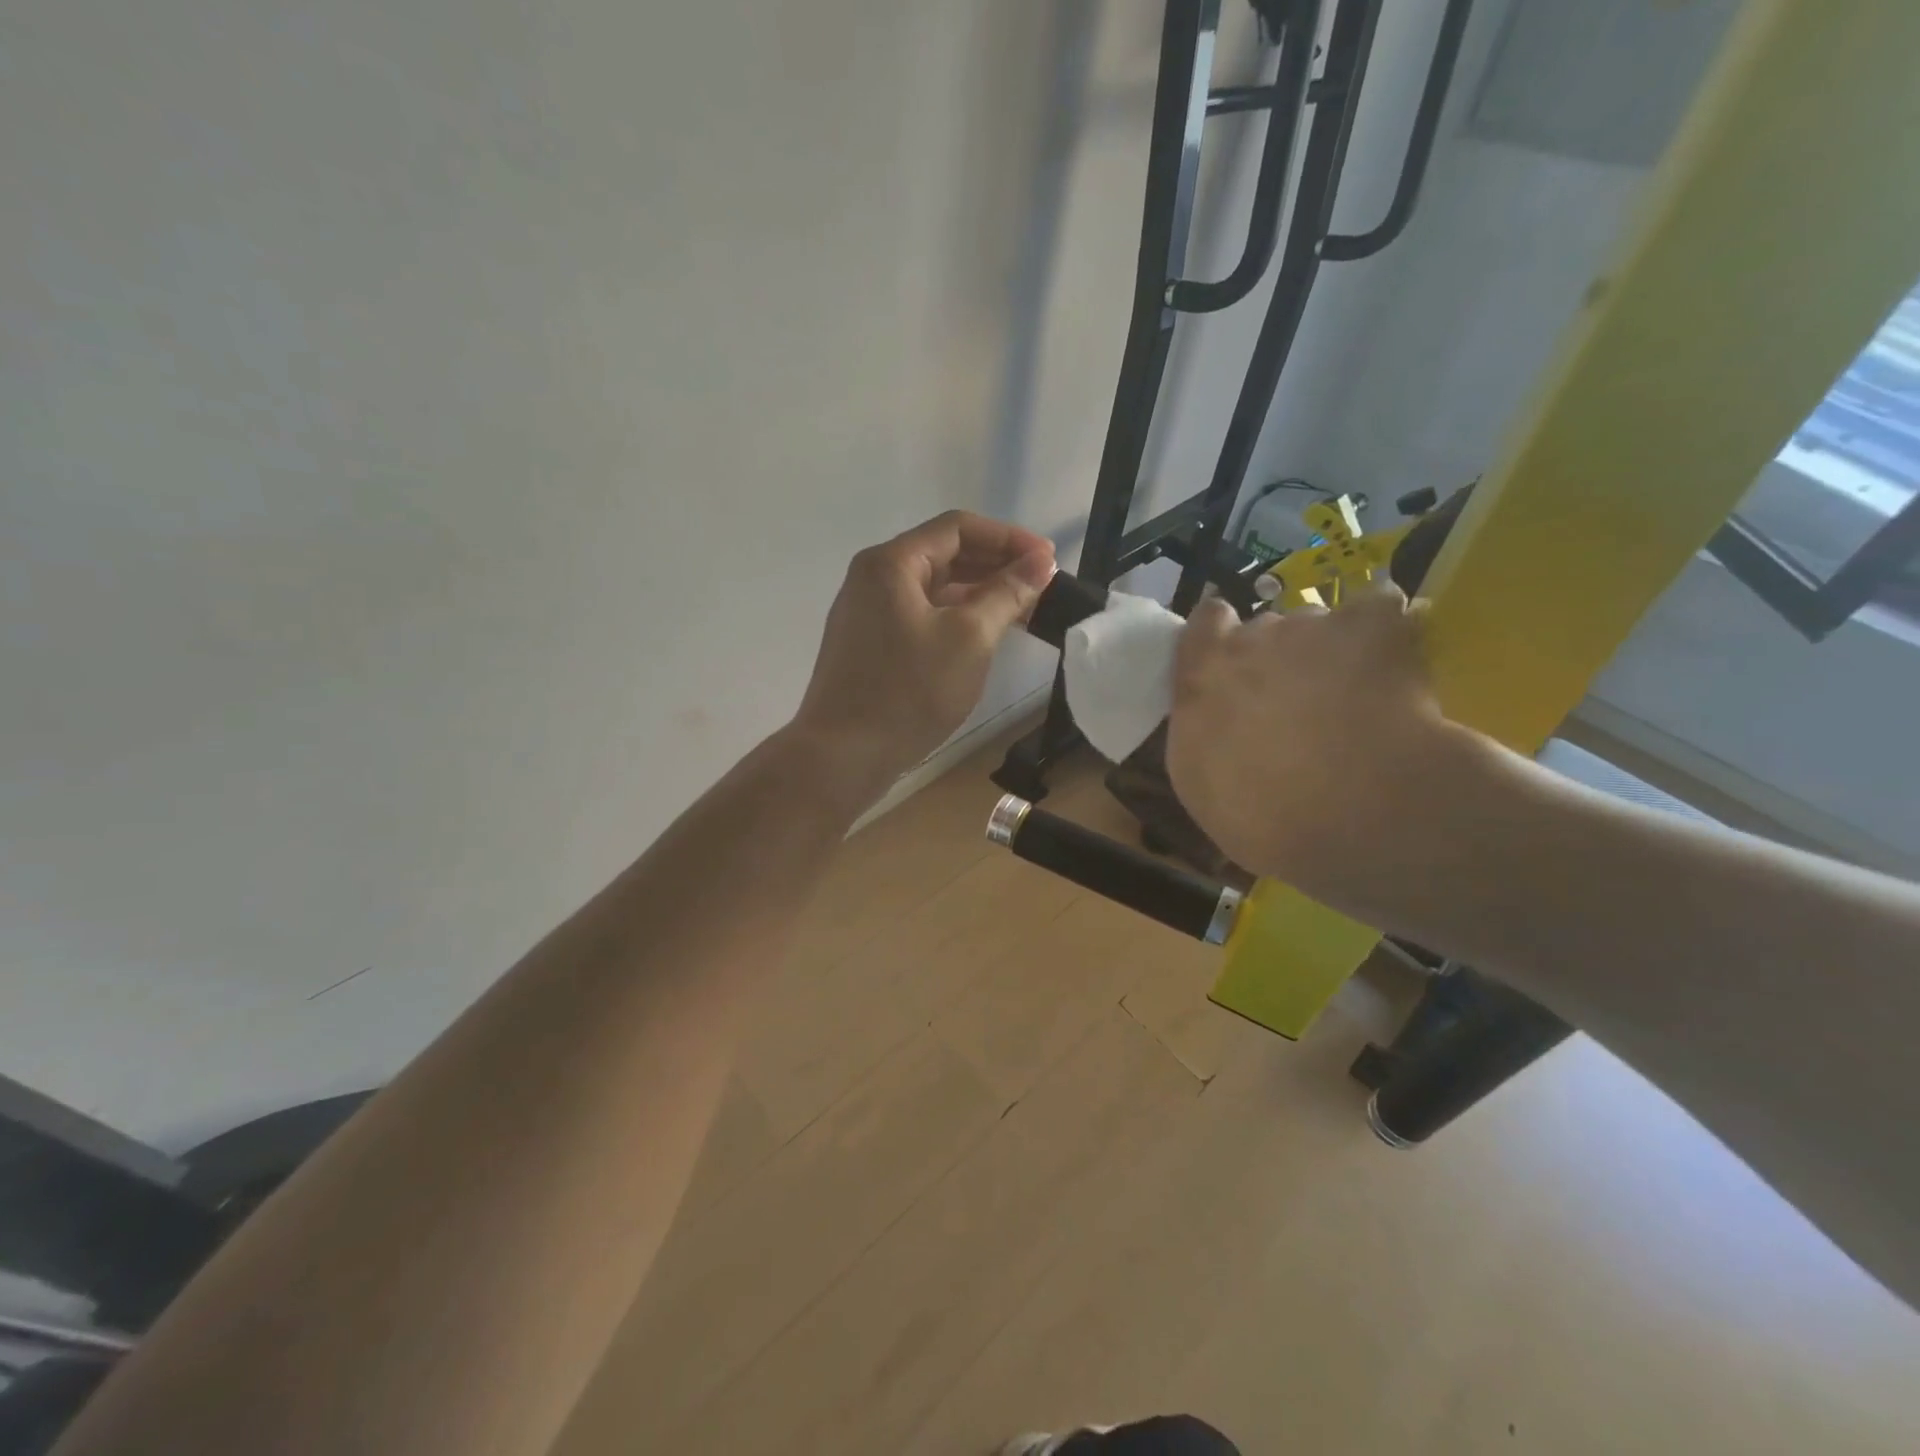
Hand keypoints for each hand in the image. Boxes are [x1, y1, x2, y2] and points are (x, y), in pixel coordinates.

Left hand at [793, 510, 1055, 787]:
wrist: (843, 756)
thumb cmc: (908, 692)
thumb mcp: (969, 638)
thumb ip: (1007, 593)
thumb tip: (1041, 562)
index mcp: (891, 563)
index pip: (958, 528)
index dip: (1009, 538)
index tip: (1049, 561)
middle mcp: (873, 578)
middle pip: (944, 555)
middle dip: (996, 565)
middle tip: (1042, 586)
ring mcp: (867, 613)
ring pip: (933, 589)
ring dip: (978, 594)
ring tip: (1023, 612)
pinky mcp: (869, 646)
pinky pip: (920, 616)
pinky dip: (955, 618)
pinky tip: (984, 637)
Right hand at [1166, 583, 1491, 913]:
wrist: (1352, 811)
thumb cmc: (1262, 815)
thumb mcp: (1202, 784)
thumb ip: (1203, 732)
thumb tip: (1218, 721)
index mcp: (1203, 677)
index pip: (1204, 625)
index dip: (1220, 635)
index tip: (1233, 661)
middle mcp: (1251, 640)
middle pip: (1265, 629)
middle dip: (1279, 657)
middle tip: (1300, 704)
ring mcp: (1312, 626)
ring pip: (1320, 625)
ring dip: (1331, 652)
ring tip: (1358, 698)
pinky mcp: (1373, 625)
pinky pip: (1379, 609)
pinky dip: (1388, 634)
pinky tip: (1399, 664)